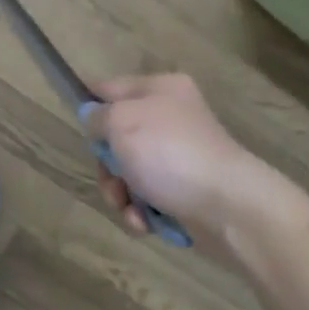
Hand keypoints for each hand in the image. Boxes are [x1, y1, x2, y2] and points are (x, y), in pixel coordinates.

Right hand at [87, 74, 289, 250]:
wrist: (229, 206)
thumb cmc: (169, 153)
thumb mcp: (121, 122)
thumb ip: (97, 115)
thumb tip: (94, 118)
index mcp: (159, 89)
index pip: (109, 88)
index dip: (89, 106)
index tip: (79, 130)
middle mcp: (170, 117)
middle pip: (117, 136)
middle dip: (107, 165)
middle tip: (112, 180)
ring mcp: (179, 154)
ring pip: (129, 170)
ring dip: (121, 193)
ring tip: (129, 208)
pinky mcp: (185, 189)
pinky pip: (149, 195)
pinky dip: (142, 210)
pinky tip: (146, 221)